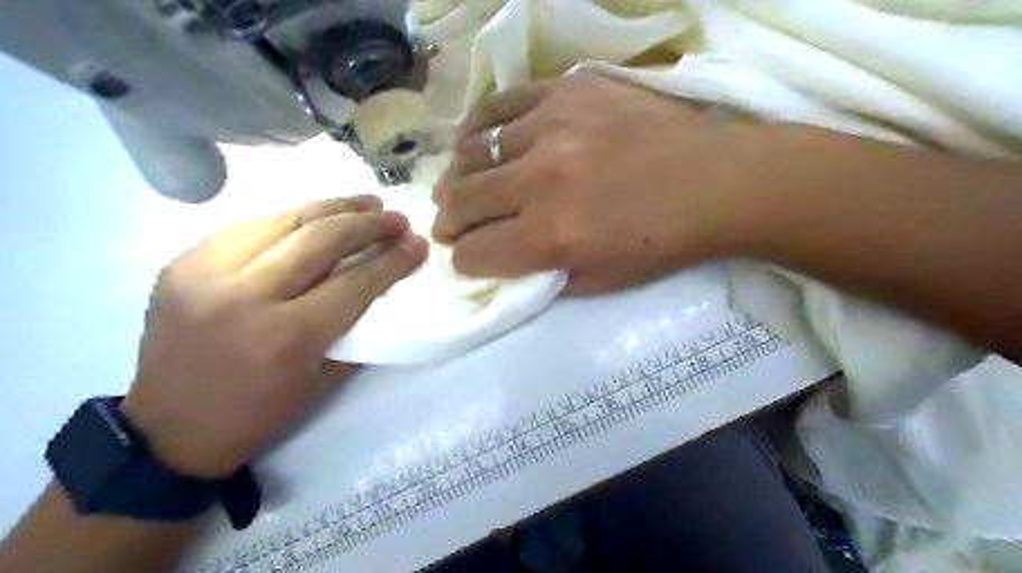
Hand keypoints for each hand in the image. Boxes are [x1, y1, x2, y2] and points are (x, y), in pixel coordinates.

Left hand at [122, 198, 428, 479]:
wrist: (170, 430)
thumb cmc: (260, 413)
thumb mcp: (323, 381)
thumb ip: (356, 328)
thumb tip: (384, 284)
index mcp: (288, 336)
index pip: (355, 281)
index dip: (393, 258)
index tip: (417, 243)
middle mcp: (246, 296)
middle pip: (321, 239)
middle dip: (368, 224)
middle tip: (396, 217)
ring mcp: (206, 273)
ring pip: (284, 220)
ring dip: (332, 207)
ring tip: (365, 202)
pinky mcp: (183, 263)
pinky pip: (248, 226)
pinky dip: (290, 217)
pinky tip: (315, 216)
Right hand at [430, 71, 773, 295]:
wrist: (715, 181)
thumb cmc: (661, 242)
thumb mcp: (600, 282)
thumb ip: (543, 276)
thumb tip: (504, 263)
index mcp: (551, 237)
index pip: (476, 252)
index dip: (465, 260)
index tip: (467, 257)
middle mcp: (540, 182)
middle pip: (462, 201)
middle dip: (448, 222)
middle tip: (451, 224)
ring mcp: (551, 128)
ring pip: (473, 152)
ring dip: (458, 177)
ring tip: (462, 184)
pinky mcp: (566, 92)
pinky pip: (500, 105)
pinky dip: (479, 127)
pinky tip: (476, 140)